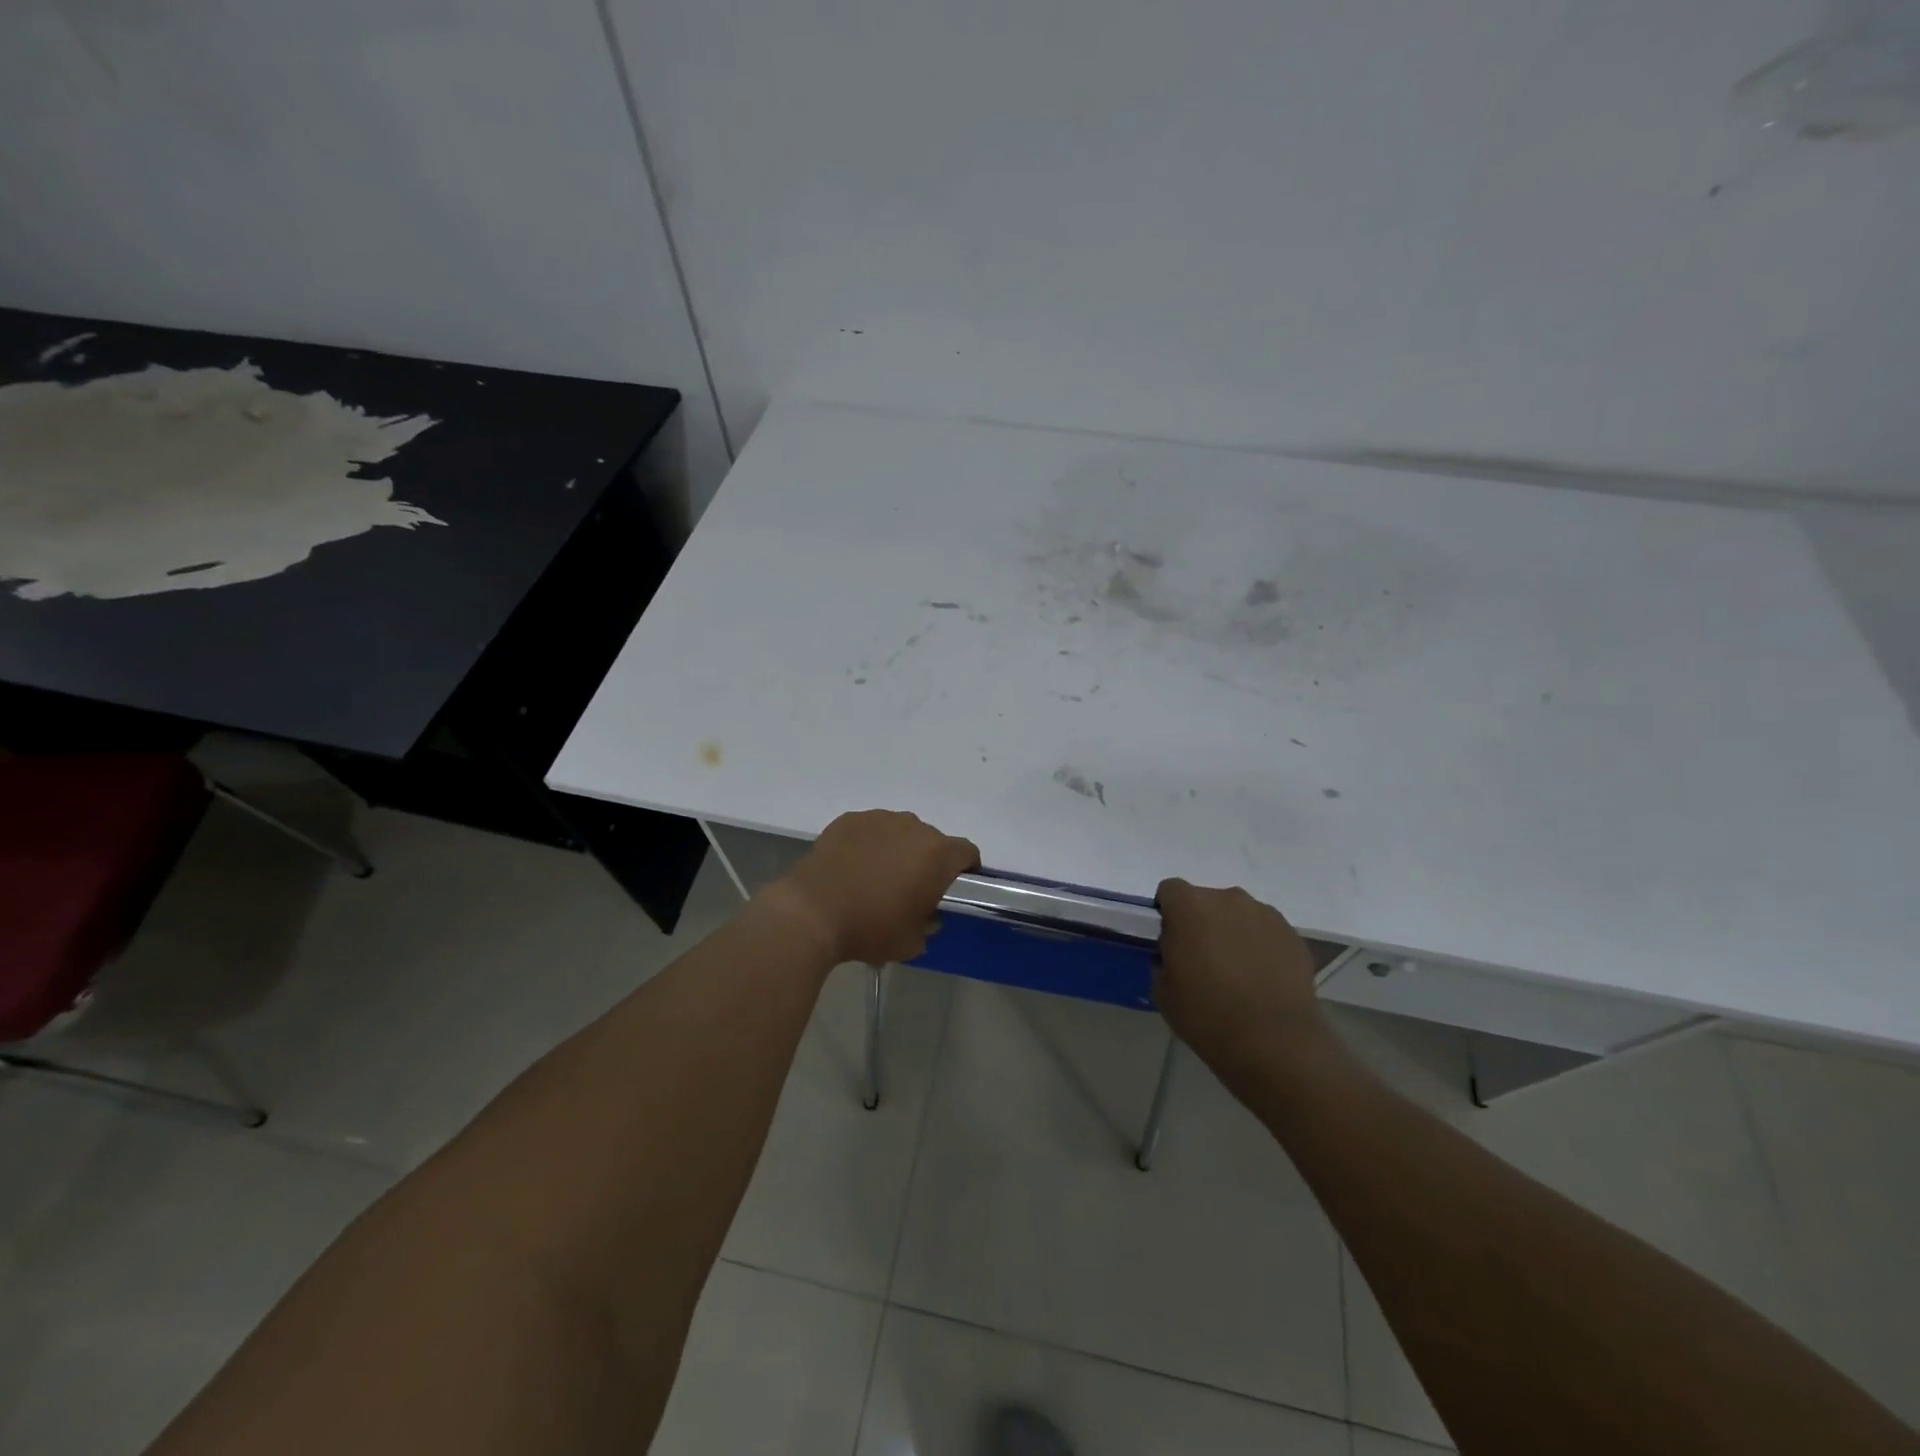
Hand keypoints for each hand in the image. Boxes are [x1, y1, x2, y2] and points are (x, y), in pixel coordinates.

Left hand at [767, 810, 979, 964]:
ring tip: (877, 876)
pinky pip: (870, 830)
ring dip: (897, 849)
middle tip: (910, 888)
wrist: (812, 912)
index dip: (966, 869)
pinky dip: (868, 844)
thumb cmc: (870, 928)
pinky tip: (852, 866)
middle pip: (932, 841)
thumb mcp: (911, 942)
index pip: (967, 852)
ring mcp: (879, 819)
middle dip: (927, 861)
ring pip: (900, 832)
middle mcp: (913, 827)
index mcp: (937, 854)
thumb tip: (926, 915)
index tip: (954, 887)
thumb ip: (928, 925)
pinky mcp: (850, 820)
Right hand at [1155, 879, 1327, 1072]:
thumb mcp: (1163, 989)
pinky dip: (1260, 948)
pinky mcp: (1293, 936)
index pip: (1170, 890)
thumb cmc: (1206, 1013)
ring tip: (1237, 973)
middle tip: (1202, 960)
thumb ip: (1165, 958)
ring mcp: (1265, 915)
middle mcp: (1228, 899)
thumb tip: (1177, 953)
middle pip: (1206, 900)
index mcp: (1190, 906)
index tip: (1170, 941)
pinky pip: (1266, 933)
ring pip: (1239, 915)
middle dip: (1201, 922)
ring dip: (1232, 933)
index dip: (1167, 913)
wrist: (1274, 1041)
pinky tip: (1262, 981)